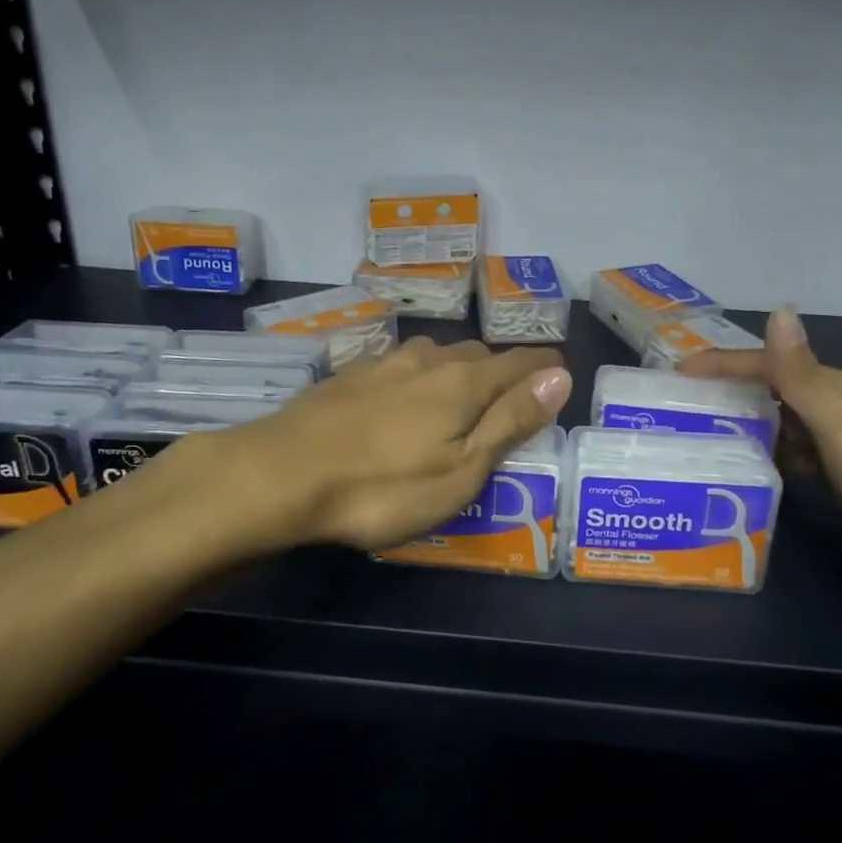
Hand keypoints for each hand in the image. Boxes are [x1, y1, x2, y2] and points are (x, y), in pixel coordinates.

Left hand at [148, 337, 571, 555]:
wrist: (282, 473)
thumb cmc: (383, 486)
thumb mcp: (461, 469)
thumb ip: (511, 420)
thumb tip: (560, 376)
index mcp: (464, 382)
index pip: (521, 363)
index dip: (546, 369)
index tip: (559, 377)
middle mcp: (429, 359)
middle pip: (479, 355)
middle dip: (502, 372)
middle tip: (508, 403)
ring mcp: (385, 363)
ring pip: (437, 356)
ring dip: (457, 372)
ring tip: (458, 400)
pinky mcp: (350, 375)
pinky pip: (401, 366)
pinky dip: (417, 379)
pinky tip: (403, 399)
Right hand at [681, 311, 841, 621]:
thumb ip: (802, 376)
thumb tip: (778, 310)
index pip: (775, 364)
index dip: (726, 364)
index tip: (678, 374)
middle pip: (780, 387)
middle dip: (735, 390)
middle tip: (685, 404)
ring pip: (789, 419)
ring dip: (752, 420)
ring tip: (705, 430)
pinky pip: (801, 449)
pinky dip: (776, 450)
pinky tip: (754, 461)